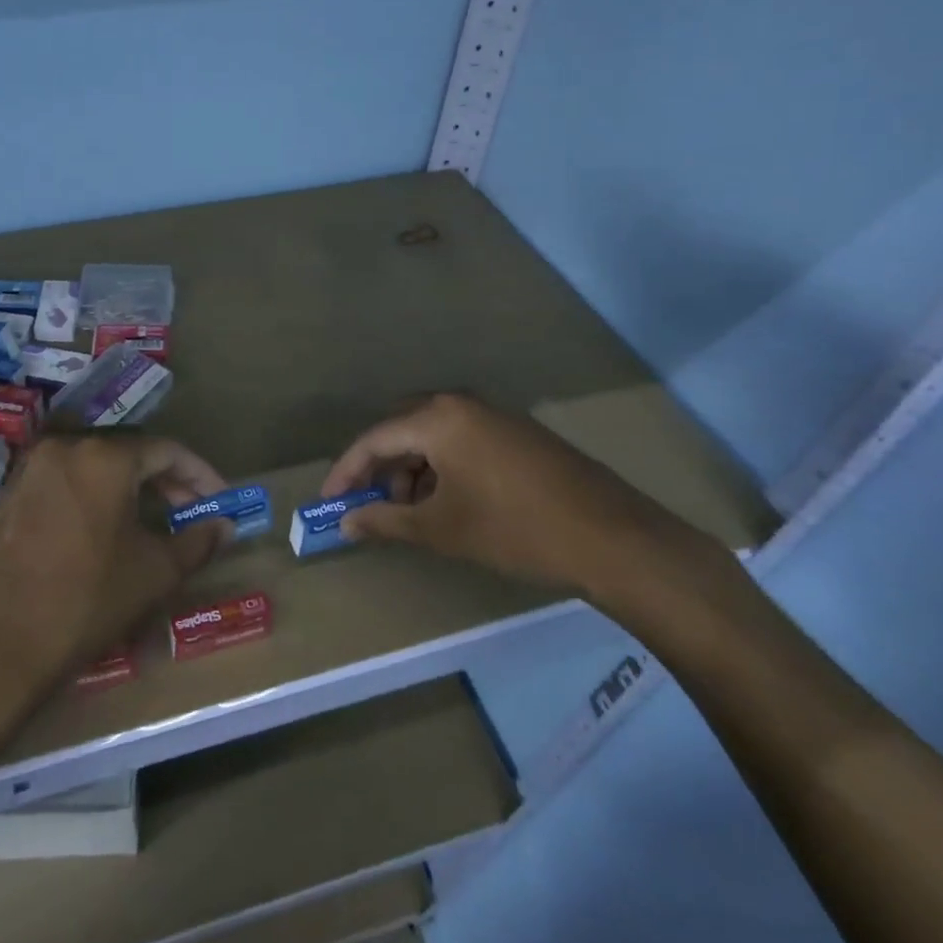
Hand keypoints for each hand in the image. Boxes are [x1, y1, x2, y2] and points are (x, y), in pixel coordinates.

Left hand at [0, 436, 231, 687]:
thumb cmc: (86, 600)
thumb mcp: (154, 572)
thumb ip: (197, 542)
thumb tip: (223, 526)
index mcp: (104, 456)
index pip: (167, 450)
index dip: (200, 474)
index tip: (220, 500)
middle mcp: (65, 448)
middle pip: (128, 454)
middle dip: (166, 481)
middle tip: (191, 513)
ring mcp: (31, 470)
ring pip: (95, 467)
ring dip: (129, 489)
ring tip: (152, 523)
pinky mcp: (9, 495)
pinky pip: (65, 483)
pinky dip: (94, 498)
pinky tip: (106, 531)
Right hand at [322, 392, 693, 597]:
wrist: (612, 537)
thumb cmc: (514, 529)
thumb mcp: (442, 529)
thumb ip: (386, 521)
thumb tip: (346, 523)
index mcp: (438, 419)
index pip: (374, 439)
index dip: (346, 472)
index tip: (330, 502)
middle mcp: (461, 404)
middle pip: (402, 431)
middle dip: (380, 469)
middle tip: (370, 506)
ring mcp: (493, 415)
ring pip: (432, 437)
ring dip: (412, 471)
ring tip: (411, 513)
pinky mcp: (516, 432)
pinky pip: (461, 441)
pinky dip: (442, 468)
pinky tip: (448, 503)